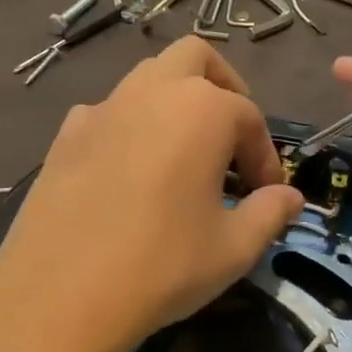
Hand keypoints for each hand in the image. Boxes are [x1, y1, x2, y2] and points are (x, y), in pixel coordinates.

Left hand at [0, 37, 304, 351]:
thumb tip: (290, 197)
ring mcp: (102, 108)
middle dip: (222, 88)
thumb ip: (270, 213)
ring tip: (181, 154)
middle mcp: (151, 91)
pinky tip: (127, 171)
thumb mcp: (233, 248)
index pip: (249, 117)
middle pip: (195, 59)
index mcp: (201, 109)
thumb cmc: (162, 265)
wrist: (61, 292)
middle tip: (229, 137)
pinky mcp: (65, 134)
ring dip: (173, 101)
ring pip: (146, 78)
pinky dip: (128, 126)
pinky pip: (107, 111)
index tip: (267, 194)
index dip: (265, 157)